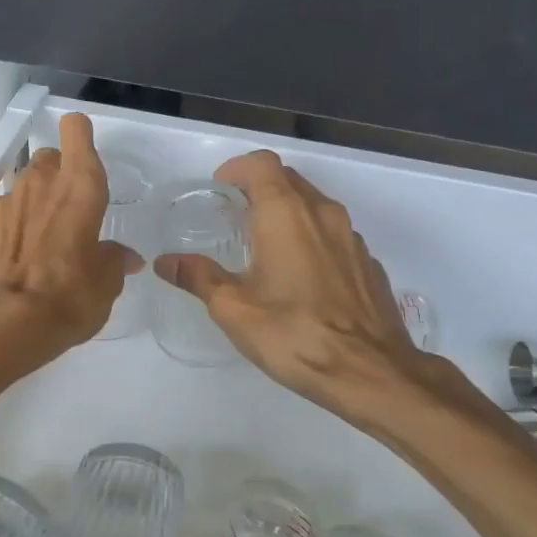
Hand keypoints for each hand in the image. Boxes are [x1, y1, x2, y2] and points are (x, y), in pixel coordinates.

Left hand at [0, 111, 141, 361]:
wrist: (1, 322)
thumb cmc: (68, 296)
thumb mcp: (106, 284)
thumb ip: (115, 261)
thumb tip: (125, 257)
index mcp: (80, 187)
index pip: (77, 131)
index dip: (80, 136)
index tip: (85, 153)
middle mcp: (40, 182)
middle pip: (49, 157)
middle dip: (58, 175)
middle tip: (68, 211)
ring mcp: (5, 202)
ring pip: (24, 186)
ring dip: (34, 204)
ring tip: (41, 243)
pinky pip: (2, 215)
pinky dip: (11, 229)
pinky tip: (15, 260)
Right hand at [155, 150, 487, 426]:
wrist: (371, 372)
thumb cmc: (294, 335)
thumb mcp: (234, 310)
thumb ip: (198, 277)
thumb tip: (165, 262)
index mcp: (286, 213)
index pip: (262, 164)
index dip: (237, 169)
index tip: (220, 191)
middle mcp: (322, 213)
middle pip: (288, 179)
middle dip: (259, 189)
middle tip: (234, 217)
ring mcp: (351, 237)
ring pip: (314, 205)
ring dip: (287, 213)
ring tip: (265, 246)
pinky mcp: (368, 262)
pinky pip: (334, 234)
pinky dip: (312, 238)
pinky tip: (301, 277)